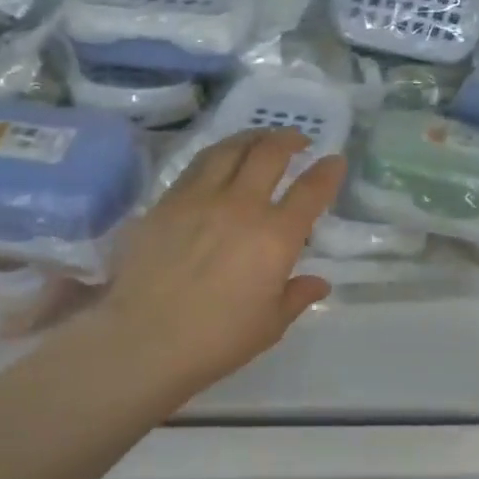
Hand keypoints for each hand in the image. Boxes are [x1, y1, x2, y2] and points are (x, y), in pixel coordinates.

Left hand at [93, 129, 344, 401]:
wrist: (143, 340)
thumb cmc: (216, 340)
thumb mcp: (269, 324)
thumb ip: (297, 296)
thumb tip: (319, 281)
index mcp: (275, 237)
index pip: (311, 191)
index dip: (328, 171)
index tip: (335, 161)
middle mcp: (241, 206)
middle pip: (269, 153)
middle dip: (289, 140)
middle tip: (297, 141)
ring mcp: (199, 198)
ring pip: (229, 149)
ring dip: (251, 138)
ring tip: (259, 140)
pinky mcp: (165, 203)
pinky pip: (196, 166)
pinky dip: (216, 155)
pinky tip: (217, 162)